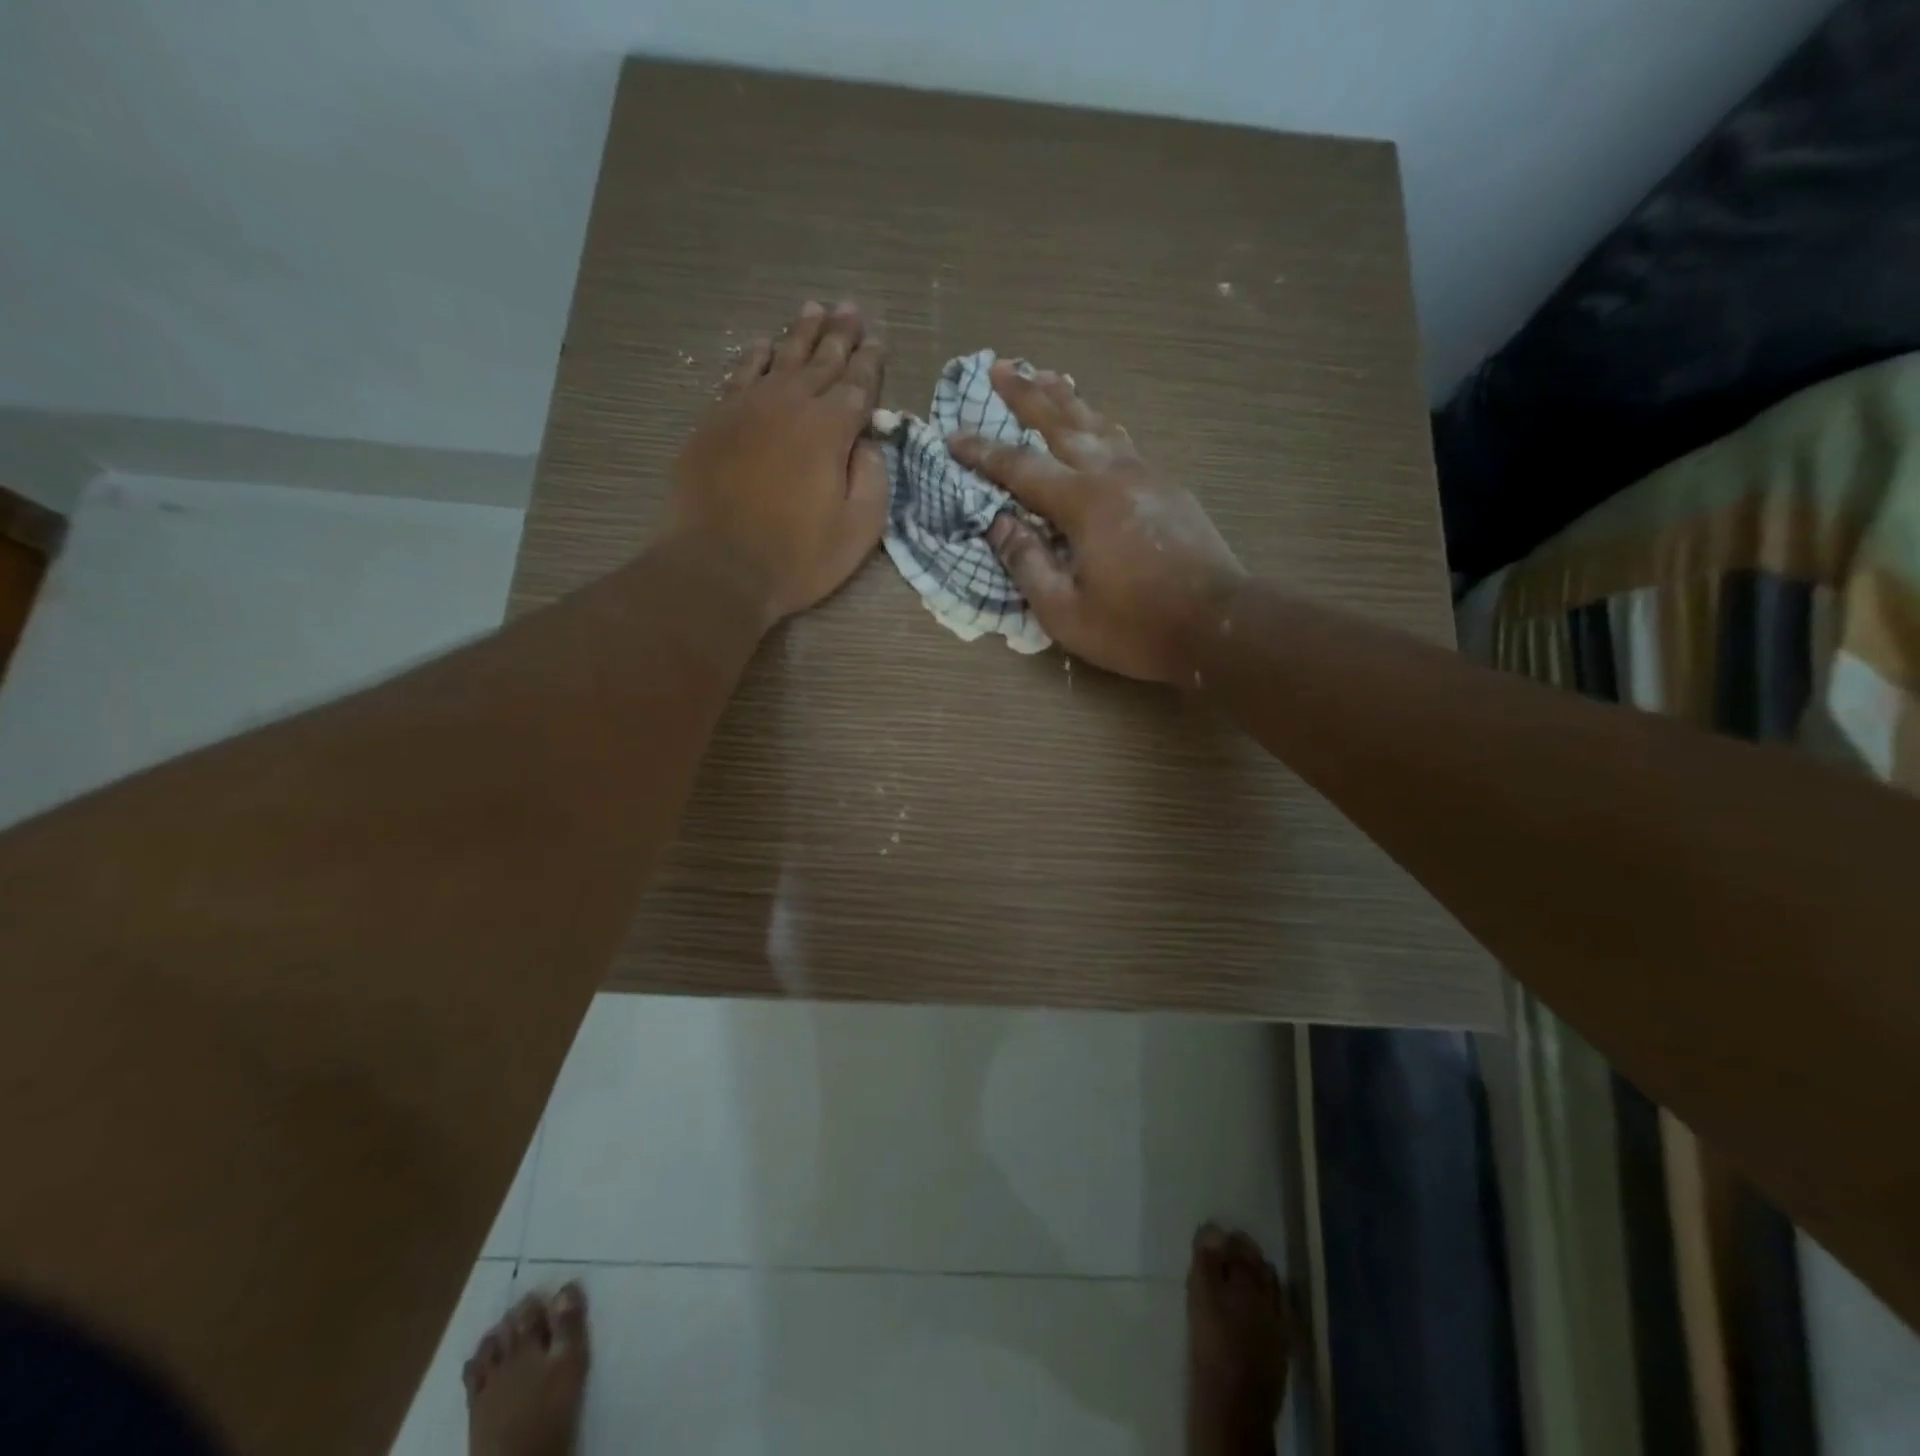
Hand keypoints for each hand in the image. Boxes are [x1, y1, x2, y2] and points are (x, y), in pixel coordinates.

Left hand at [666, 301, 888, 624]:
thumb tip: (869, 444)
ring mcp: (747, 408)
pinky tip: (762, 344)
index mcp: (830, 430)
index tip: (878, 342)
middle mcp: (789, 405)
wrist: (718, 566)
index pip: (857, 386)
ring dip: (800, 333)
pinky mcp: (715, 421)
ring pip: (780, 358)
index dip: (870, 364)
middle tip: (852, 308)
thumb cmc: (797, 557)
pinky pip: (739, 375)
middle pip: (820, 361)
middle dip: (840, 335)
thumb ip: (872, 479)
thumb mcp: (857, 529)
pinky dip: (754, 356)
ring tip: (815, 309)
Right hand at [949, 361, 1244, 686]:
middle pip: (1062, 421)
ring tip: (1045, 377)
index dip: (982, 452)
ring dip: (1066, 399)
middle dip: (1026, 393)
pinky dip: (1098, 425)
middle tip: (999, 367)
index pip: (1020, 467)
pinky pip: (1123, 442)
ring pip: (1099, 423)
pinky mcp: (1168, 487)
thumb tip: (998, 524)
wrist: (1218, 626)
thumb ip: (1027, 564)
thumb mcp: (1064, 611)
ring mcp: (1146, 475)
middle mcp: (1113, 475)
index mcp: (1083, 503)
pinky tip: (1094, 426)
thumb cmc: (1135, 627)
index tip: (952, 436)